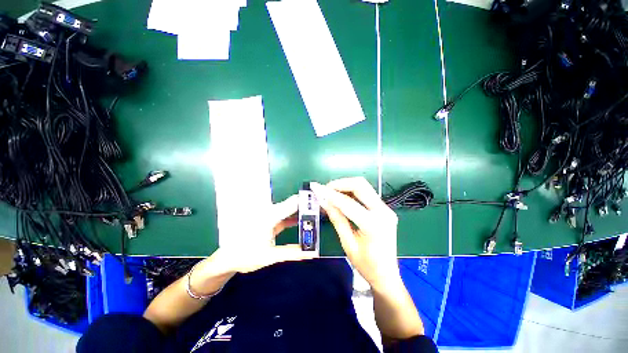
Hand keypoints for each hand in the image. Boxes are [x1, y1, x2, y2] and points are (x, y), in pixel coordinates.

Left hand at [212, 195, 316, 274]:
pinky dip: (295, 217)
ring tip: (317, 214)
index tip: (322, 203)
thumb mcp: (271, 256)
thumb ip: (293, 252)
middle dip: (308, 206)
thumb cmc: (246, 256)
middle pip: (293, 204)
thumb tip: (314, 252)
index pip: (294, 203)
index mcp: (271, 216)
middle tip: (323, 210)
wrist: (226, 258)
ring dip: (302, 211)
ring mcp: (269, 214)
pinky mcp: (269, 218)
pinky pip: (285, 214)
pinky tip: (303, 221)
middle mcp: (271, 211)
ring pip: (290, 209)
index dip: (307, 201)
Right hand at [310, 177, 399, 289]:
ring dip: (346, 186)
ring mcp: (386, 209)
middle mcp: (383, 212)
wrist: (387, 275)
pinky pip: (367, 193)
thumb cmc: (367, 266)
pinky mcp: (385, 209)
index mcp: (374, 224)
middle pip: (360, 185)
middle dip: (340, 184)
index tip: (315, 187)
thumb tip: (324, 201)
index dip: (329, 193)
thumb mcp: (348, 244)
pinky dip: (352, 192)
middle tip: (325, 189)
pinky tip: (342, 197)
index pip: (347, 202)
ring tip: (331, 192)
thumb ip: (337, 219)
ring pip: (364, 186)